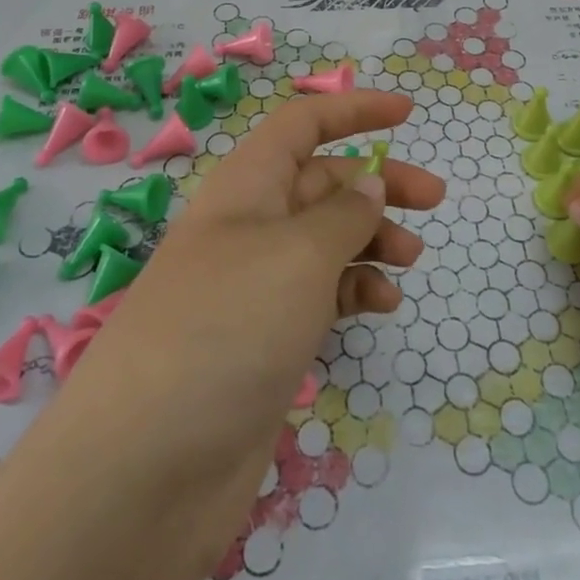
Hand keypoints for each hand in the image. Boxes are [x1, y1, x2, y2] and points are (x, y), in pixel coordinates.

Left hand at [69, 90, 444, 533]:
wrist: (146, 469)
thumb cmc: (227, 328)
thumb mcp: (298, 255)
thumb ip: (344, 214)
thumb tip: (369, 183)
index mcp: (246, 187)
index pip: (301, 125)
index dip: (353, 110)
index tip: (407, 114)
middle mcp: (249, 227)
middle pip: (322, 182)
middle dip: (378, 183)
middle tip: (434, 201)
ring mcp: (254, 286)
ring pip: (325, 240)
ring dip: (371, 239)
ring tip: (409, 260)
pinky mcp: (263, 340)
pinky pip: (319, 295)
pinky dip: (353, 290)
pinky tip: (382, 306)